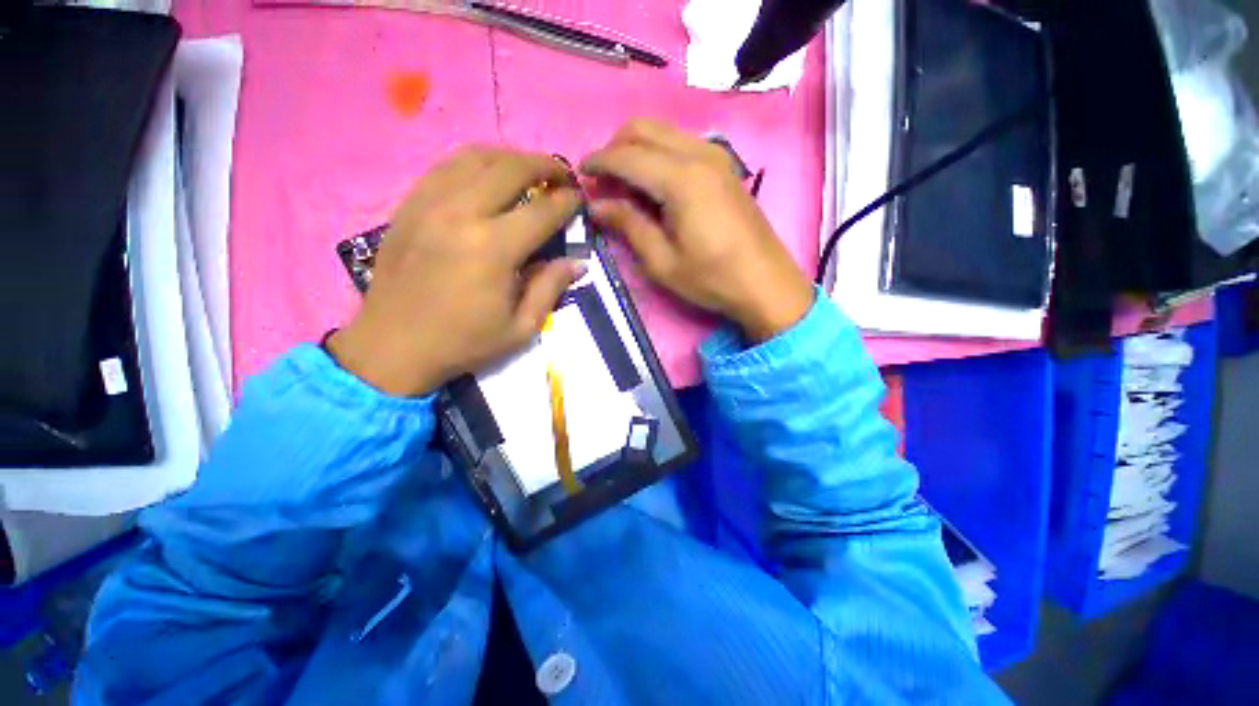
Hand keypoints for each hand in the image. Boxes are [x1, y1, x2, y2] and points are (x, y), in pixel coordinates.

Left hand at [328, 147, 583, 396]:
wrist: (392, 346)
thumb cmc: (463, 343)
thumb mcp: (520, 328)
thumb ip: (550, 289)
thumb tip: (577, 263)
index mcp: (492, 249)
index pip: (542, 211)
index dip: (567, 202)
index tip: (579, 200)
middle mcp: (460, 214)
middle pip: (510, 169)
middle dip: (543, 166)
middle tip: (560, 175)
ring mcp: (428, 204)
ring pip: (474, 157)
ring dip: (509, 157)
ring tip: (527, 170)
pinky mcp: (407, 206)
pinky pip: (444, 168)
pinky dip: (473, 164)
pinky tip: (485, 177)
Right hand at [581, 119, 813, 341]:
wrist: (766, 283)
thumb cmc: (712, 279)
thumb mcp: (662, 262)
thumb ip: (629, 226)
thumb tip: (597, 205)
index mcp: (681, 179)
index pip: (627, 156)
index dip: (598, 162)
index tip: (580, 174)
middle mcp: (699, 154)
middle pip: (644, 129)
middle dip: (615, 147)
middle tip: (603, 180)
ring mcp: (717, 156)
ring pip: (664, 132)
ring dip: (637, 149)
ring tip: (625, 184)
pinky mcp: (725, 166)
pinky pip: (682, 144)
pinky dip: (659, 154)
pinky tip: (655, 184)